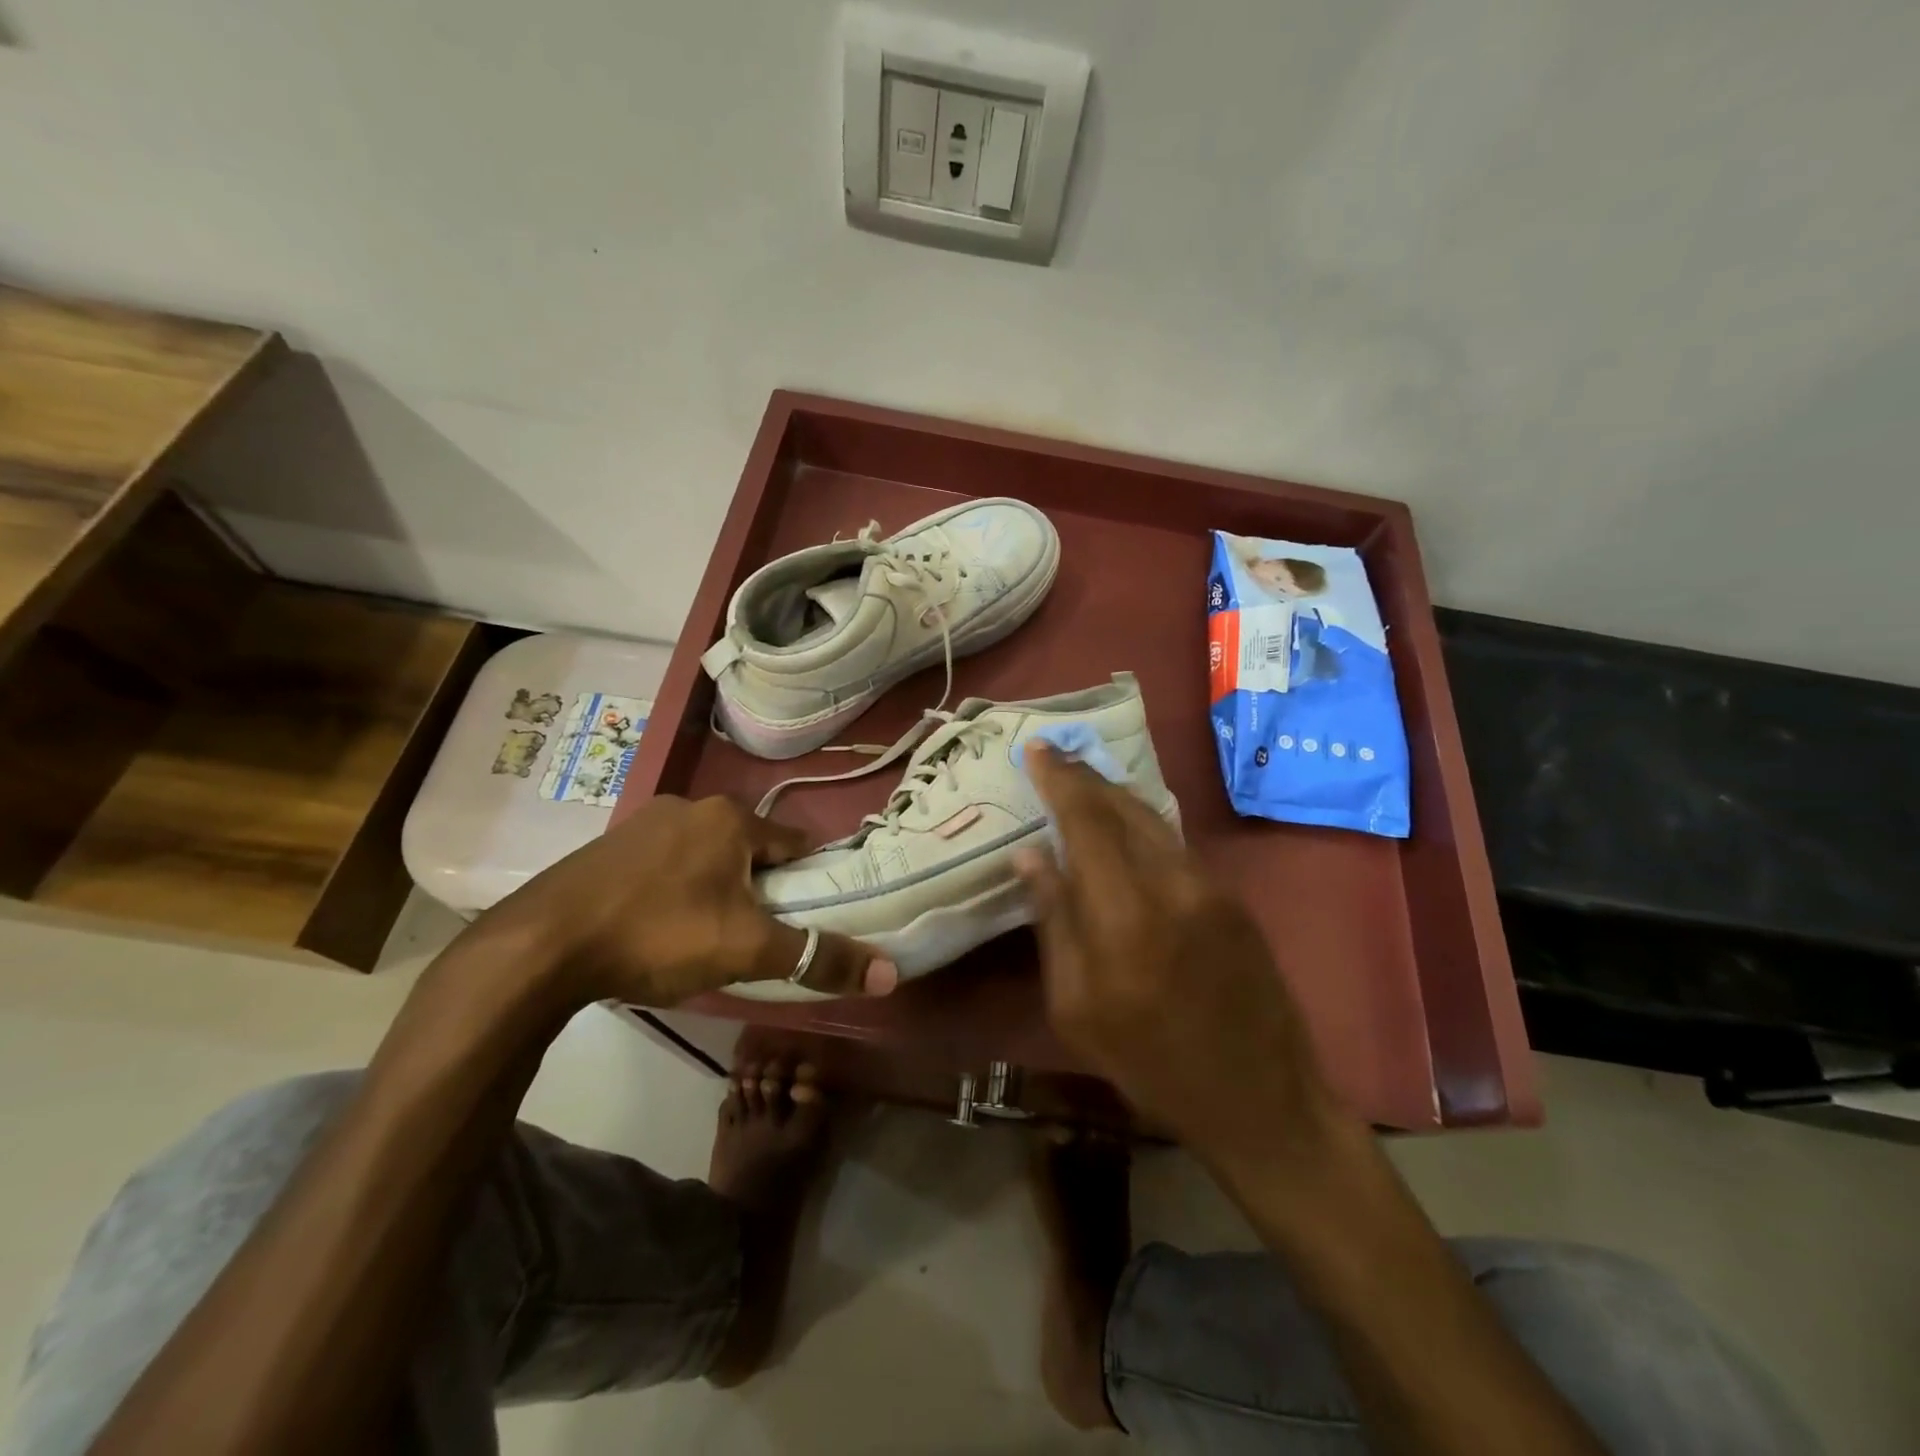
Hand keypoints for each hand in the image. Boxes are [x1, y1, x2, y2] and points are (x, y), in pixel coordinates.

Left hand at [488, 794, 895, 1007]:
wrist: (541, 945)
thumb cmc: (659, 934)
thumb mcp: (747, 950)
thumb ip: (817, 958)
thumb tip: (888, 973)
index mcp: (732, 819)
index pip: (794, 844)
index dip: (806, 881)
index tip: (803, 916)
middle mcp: (692, 806)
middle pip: (749, 849)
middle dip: (758, 887)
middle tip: (752, 935)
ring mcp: (645, 821)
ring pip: (705, 855)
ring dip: (716, 887)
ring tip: (704, 936)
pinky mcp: (609, 845)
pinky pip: (664, 862)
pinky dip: (675, 887)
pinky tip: (657, 926)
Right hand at [1016, 745, 1347, 1168]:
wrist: (1261, 1099)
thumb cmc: (1150, 1065)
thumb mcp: (1076, 1008)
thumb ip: (1054, 921)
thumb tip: (1030, 854)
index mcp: (1125, 916)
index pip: (1086, 822)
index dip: (1059, 780)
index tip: (1036, 748)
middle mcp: (1173, 884)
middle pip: (1123, 806)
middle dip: (1084, 777)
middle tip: (1053, 755)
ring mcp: (1211, 886)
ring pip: (1153, 818)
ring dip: (1114, 794)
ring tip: (1081, 780)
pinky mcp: (1233, 897)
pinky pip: (1175, 842)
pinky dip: (1142, 823)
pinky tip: (1123, 824)